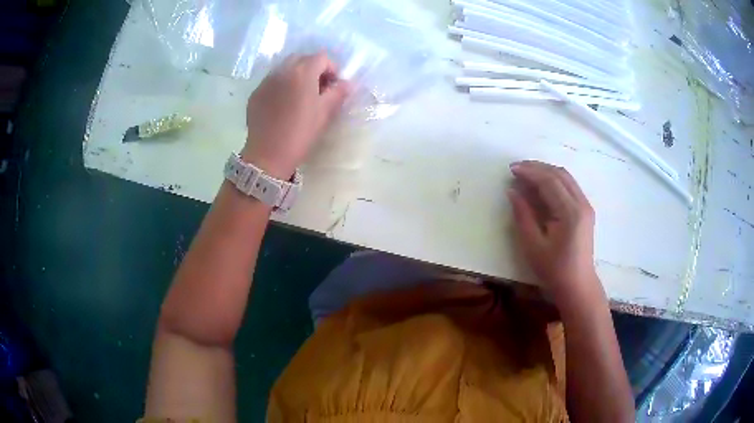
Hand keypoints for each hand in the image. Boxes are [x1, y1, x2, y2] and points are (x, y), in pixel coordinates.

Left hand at [242, 53, 350, 178]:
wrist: (268, 155)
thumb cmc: (300, 133)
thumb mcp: (325, 113)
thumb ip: (338, 93)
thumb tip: (346, 83)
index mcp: (302, 72)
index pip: (321, 58)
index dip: (332, 69)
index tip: (334, 86)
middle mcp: (282, 70)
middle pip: (302, 59)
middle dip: (313, 69)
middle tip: (318, 89)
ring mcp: (266, 81)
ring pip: (285, 68)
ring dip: (296, 76)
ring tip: (300, 97)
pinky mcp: (256, 93)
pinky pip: (272, 81)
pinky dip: (281, 85)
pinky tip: (283, 105)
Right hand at [507, 161, 603, 309]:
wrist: (577, 285)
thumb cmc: (554, 270)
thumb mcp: (533, 245)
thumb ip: (523, 215)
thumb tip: (512, 191)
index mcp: (570, 213)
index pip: (549, 182)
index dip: (530, 172)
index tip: (511, 169)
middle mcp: (581, 204)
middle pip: (559, 174)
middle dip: (537, 167)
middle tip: (517, 168)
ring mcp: (586, 206)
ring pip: (566, 177)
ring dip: (546, 171)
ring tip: (527, 173)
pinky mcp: (586, 210)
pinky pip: (570, 186)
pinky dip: (554, 179)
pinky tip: (542, 184)